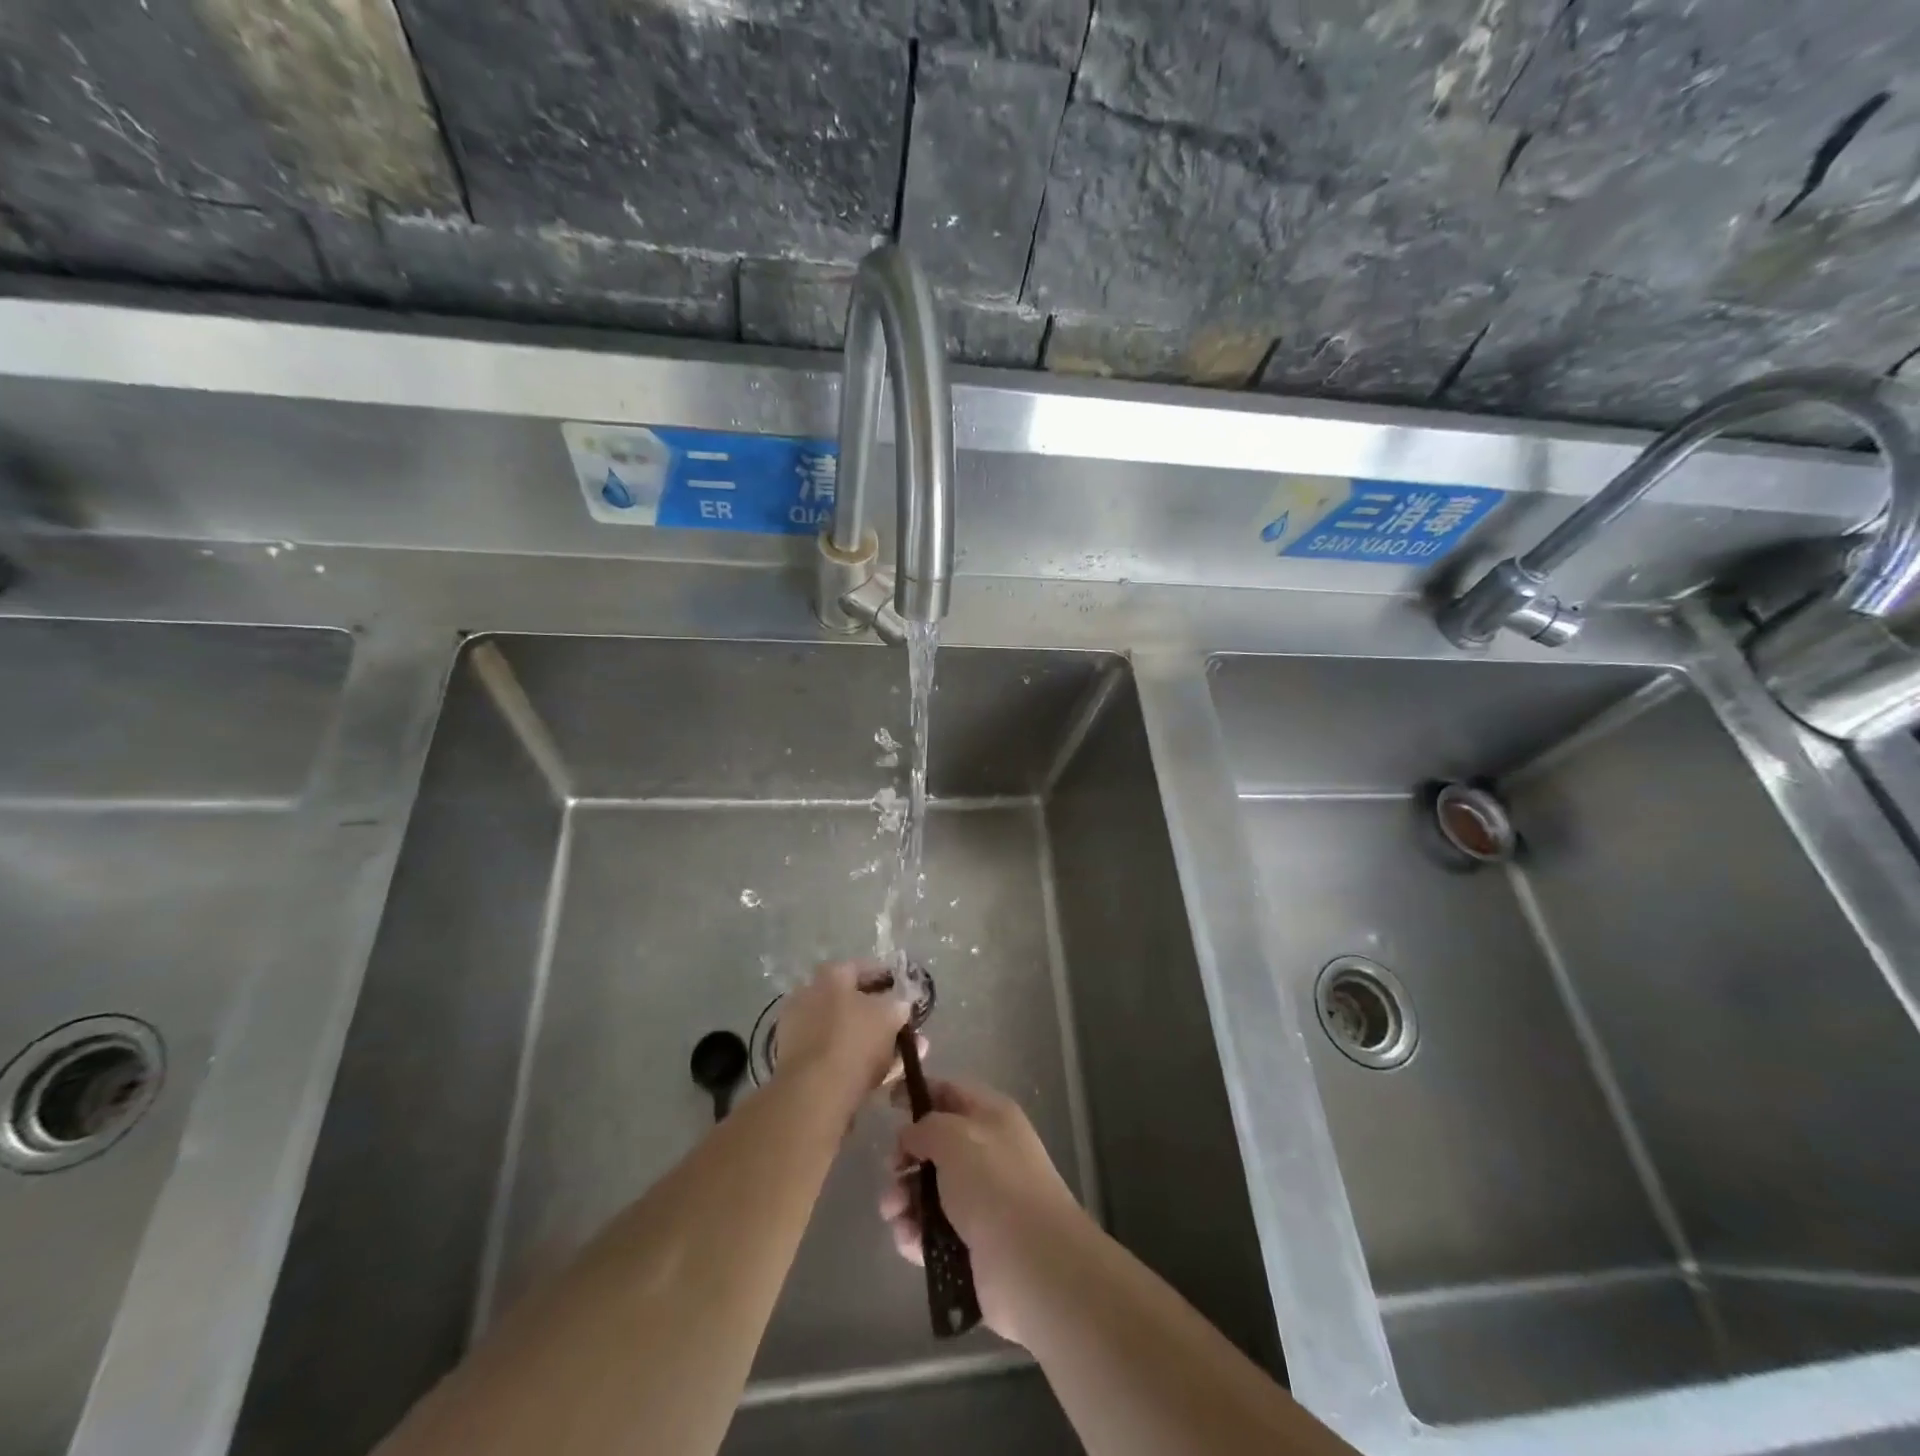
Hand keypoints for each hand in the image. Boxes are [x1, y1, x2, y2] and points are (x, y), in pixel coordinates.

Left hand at [773, 960, 910, 1114]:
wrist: (813, 1092)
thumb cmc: (854, 1041)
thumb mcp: (890, 1016)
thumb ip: (898, 1005)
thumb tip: (900, 1004)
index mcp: (831, 975)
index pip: (862, 968)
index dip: (885, 978)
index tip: (902, 991)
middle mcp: (808, 993)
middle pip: (848, 999)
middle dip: (875, 1012)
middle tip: (897, 1025)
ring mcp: (797, 1026)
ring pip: (840, 1028)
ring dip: (864, 1038)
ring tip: (894, 1055)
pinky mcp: (792, 1058)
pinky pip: (829, 1051)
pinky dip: (850, 1057)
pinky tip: (874, 1074)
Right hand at [880, 1077, 1090, 1344]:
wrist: (1032, 1263)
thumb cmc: (993, 1184)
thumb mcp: (953, 1138)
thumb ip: (925, 1128)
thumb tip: (911, 1136)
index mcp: (992, 1117)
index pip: (950, 1093)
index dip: (919, 1094)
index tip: (887, 1103)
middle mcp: (988, 1153)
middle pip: (936, 1146)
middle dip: (906, 1157)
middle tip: (892, 1171)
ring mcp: (982, 1201)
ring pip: (931, 1190)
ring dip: (905, 1198)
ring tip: (893, 1213)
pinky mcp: (973, 1244)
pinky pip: (934, 1230)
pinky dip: (916, 1233)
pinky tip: (906, 1239)